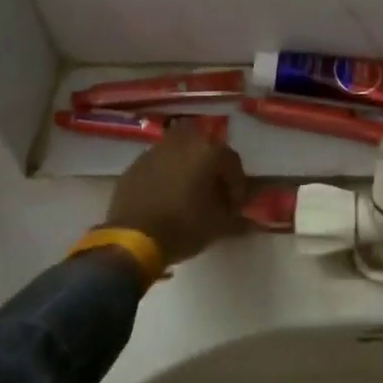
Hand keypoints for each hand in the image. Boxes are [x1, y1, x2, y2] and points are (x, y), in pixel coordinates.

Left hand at [100, 123, 248, 265]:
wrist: (132, 239)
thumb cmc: (183, 227)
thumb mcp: (218, 227)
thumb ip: (238, 220)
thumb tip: (250, 222)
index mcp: (208, 151)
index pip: (232, 162)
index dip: (237, 185)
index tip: (234, 206)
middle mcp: (182, 142)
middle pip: (205, 149)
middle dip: (211, 167)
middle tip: (212, 192)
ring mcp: (154, 151)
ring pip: (179, 152)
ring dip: (187, 167)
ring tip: (188, 193)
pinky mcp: (134, 166)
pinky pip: (158, 165)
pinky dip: (166, 175)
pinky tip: (165, 197)